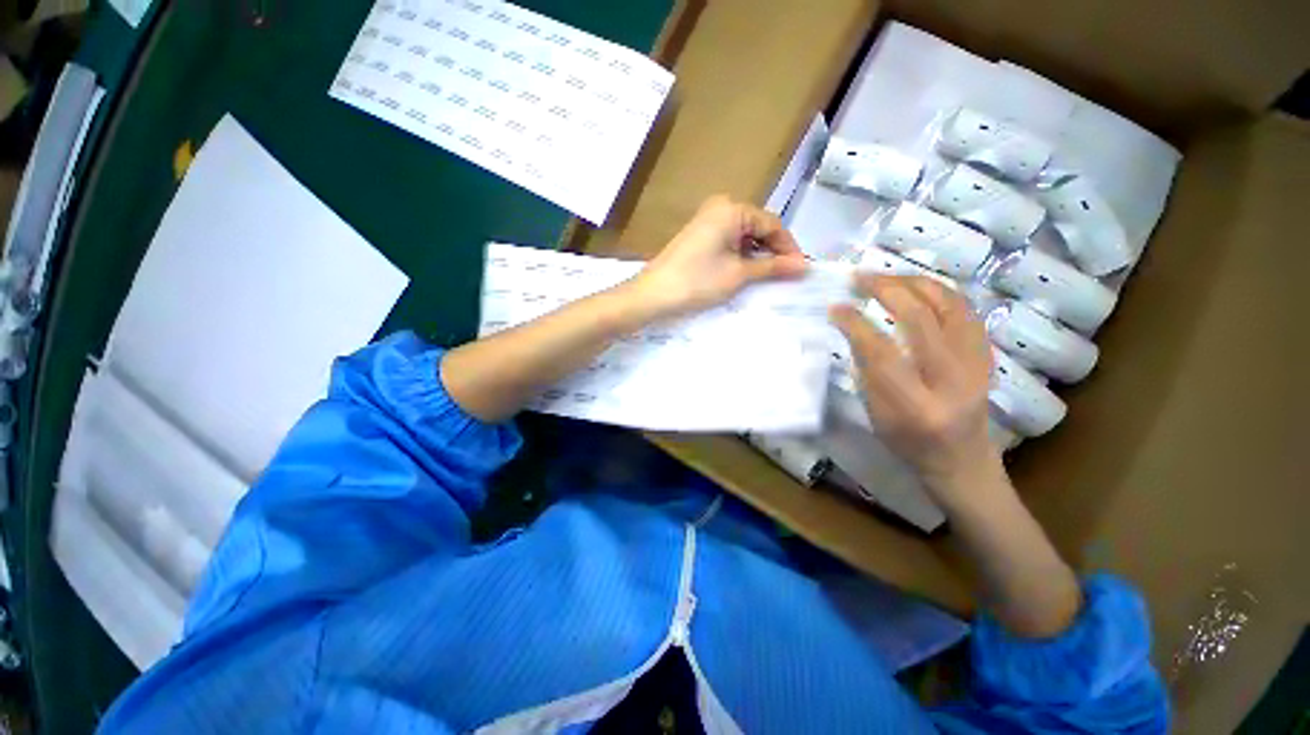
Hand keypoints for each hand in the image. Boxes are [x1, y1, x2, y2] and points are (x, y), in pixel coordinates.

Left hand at [624, 195, 807, 319]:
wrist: (653, 294)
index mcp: (732, 209)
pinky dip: (741, 256)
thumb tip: (804, 266)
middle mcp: (721, 207)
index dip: (789, 247)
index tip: (801, 270)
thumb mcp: (738, 274)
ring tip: (769, 277)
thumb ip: (772, 267)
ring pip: (744, 235)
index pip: (772, 224)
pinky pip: (729, 241)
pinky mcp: (699, 235)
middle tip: (787, 275)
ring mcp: (707, 220)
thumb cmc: (698, 281)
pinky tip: (747, 272)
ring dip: (758, 255)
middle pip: (758, 227)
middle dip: (774, 251)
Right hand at [830, 276, 999, 506]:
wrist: (962, 459)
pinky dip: (938, 290)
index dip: (855, 323)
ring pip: (949, 305)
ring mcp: (977, 363)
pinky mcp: (987, 354)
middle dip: (886, 289)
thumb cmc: (908, 441)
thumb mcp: (875, 413)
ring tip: (886, 276)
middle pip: (920, 319)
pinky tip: (918, 286)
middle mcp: (952, 380)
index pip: (881, 351)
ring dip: (914, 282)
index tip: (836, 306)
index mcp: (915, 405)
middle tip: (860, 277)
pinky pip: (965, 309)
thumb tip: (853, 326)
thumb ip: (866, 369)